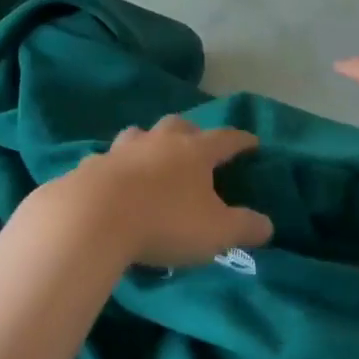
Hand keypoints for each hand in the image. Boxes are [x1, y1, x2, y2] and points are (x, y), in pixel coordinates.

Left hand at [51, 115, 272, 268]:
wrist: (93, 218)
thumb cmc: (164, 222)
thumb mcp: (216, 232)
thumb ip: (245, 227)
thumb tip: (267, 225)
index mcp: (194, 151)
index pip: (226, 139)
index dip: (241, 140)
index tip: (252, 142)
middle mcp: (159, 141)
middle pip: (179, 126)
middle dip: (191, 133)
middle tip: (196, 147)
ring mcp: (121, 150)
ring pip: (139, 135)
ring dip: (149, 143)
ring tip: (151, 158)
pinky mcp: (91, 166)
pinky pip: (106, 161)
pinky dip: (113, 169)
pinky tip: (112, 183)